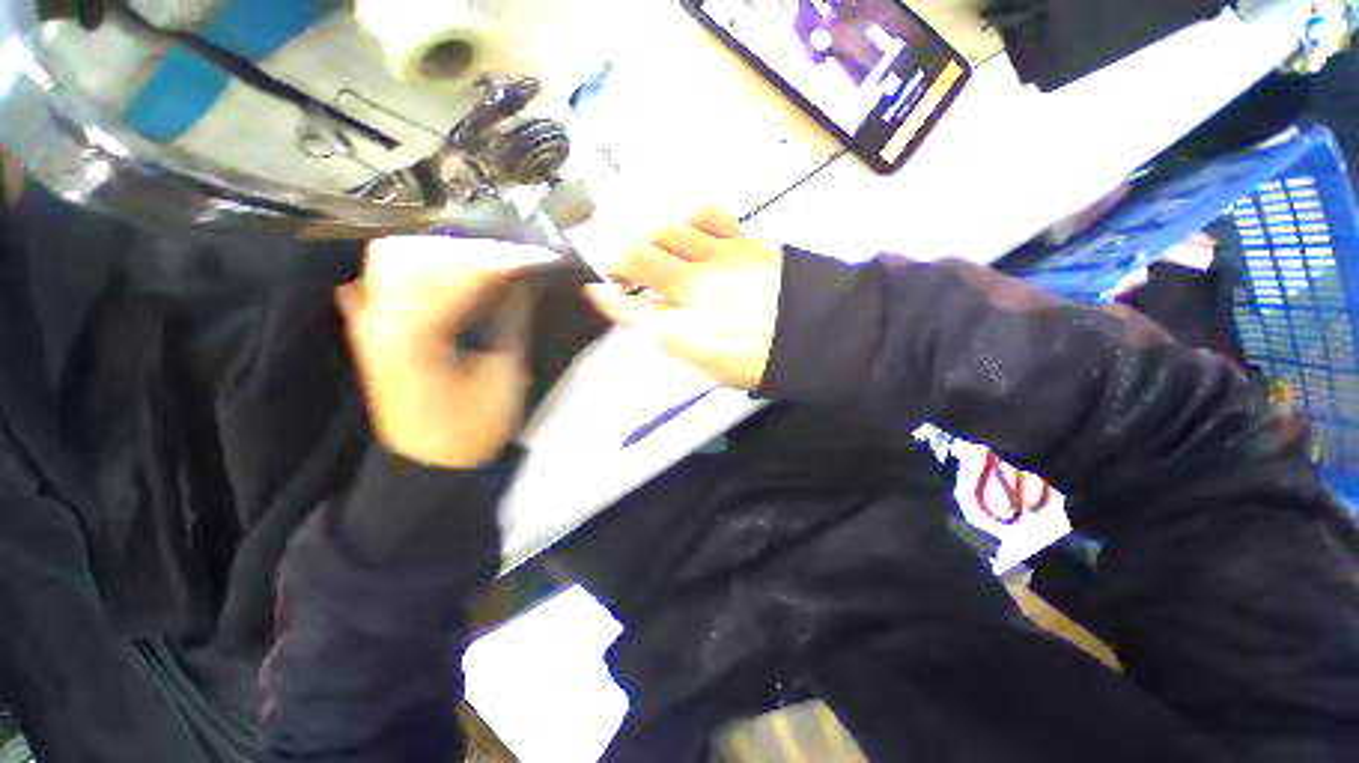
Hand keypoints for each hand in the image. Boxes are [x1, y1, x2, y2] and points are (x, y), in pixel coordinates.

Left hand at [337, 236, 556, 468]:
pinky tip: (441, 277)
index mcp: (415, 331)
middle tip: (505, 254)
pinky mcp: (367, 331)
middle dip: (464, 248)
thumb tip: (521, 280)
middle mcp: (379, 317)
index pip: (453, 272)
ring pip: (395, 262)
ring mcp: (367, 322)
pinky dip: (414, 273)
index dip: (494, 258)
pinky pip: (382, 283)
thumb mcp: (505, 375)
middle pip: (415, 254)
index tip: (527, 253)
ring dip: (440, 256)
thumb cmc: (474, 424)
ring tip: (480, 261)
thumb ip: (510, 321)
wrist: (429, 461)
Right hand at [584, 206, 782, 388]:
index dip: (606, 299)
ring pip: (667, 230)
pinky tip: (686, 223)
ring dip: (648, 233)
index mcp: (686, 331)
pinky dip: (690, 216)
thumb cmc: (759, 360)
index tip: (592, 289)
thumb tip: (653, 318)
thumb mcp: (711, 368)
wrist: (815, 334)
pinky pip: (708, 216)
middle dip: (615, 256)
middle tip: (609, 256)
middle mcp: (695, 291)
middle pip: (639, 260)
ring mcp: (719, 260)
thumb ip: (676, 343)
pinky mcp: (743, 241)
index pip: (632, 310)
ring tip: (648, 240)